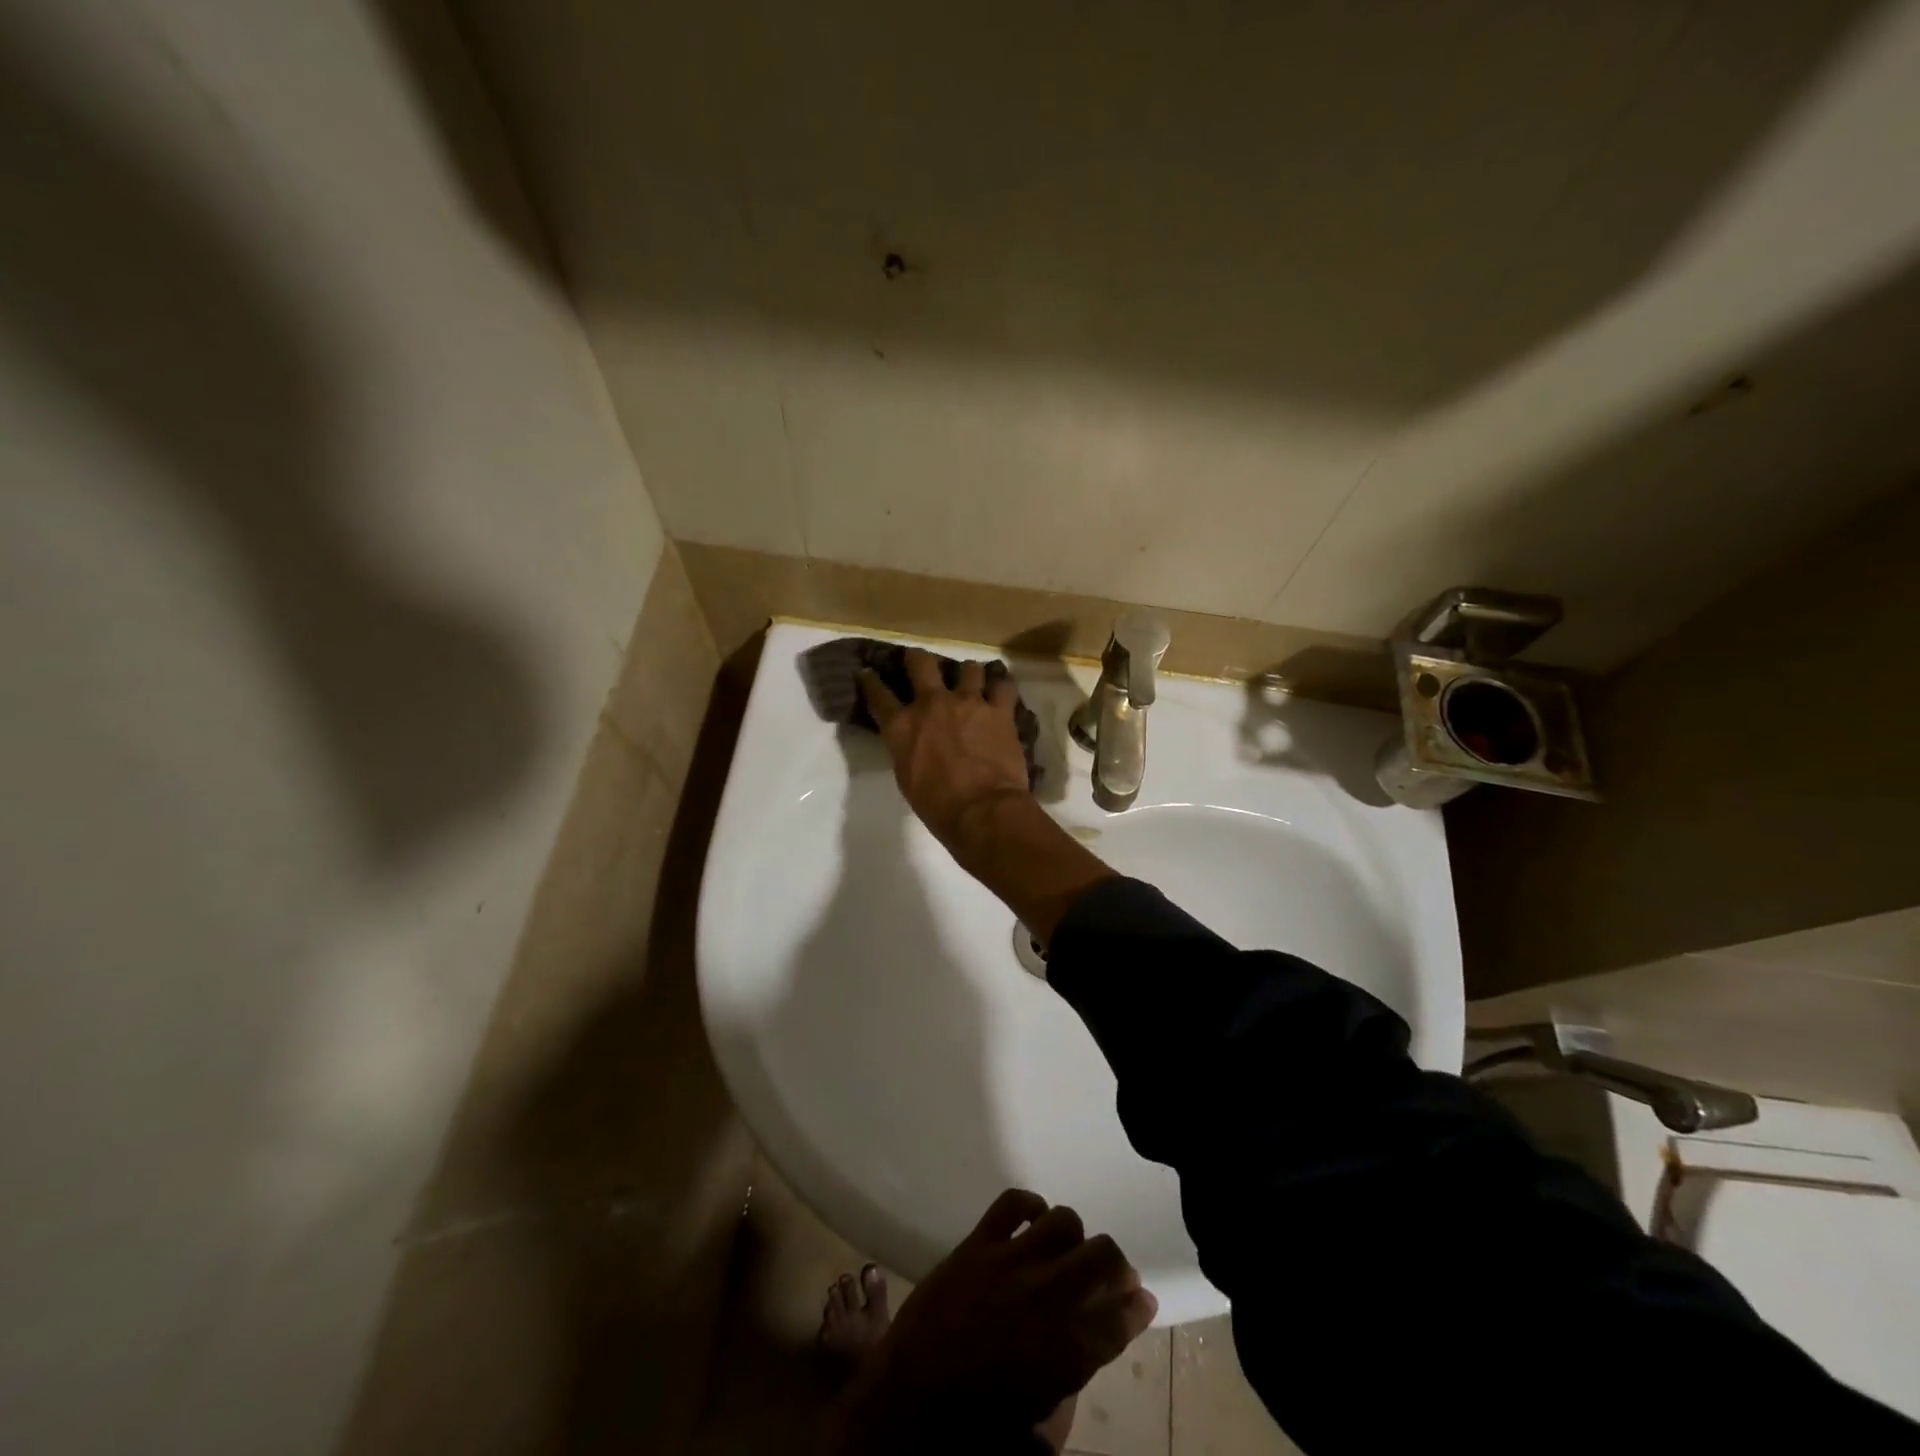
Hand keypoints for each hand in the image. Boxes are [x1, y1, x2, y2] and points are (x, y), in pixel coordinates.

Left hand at [840, 1190, 1157, 1448]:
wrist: (908, 1403)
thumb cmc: (976, 1427)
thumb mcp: (1039, 1427)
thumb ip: (1071, 1386)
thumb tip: (1089, 1348)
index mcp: (1068, 1350)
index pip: (1122, 1316)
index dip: (1138, 1307)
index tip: (1141, 1300)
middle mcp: (1048, 1296)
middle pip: (1103, 1256)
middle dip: (1116, 1265)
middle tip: (1111, 1275)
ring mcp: (1011, 1261)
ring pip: (1064, 1220)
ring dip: (1074, 1235)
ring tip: (1068, 1250)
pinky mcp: (977, 1243)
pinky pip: (1012, 1202)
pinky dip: (1029, 1204)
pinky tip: (1032, 1220)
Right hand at [860, 650, 1030, 853]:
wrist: (981, 810)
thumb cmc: (937, 805)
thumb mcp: (906, 777)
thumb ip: (906, 749)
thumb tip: (913, 742)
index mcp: (902, 725)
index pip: (878, 694)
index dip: (871, 681)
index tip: (868, 673)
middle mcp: (931, 704)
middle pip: (920, 663)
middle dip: (917, 659)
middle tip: (919, 662)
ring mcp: (968, 702)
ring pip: (968, 668)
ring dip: (968, 674)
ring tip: (971, 681)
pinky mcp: (999, 710)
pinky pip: (1004, 686)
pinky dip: (1002, 687)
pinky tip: (1002, 691)